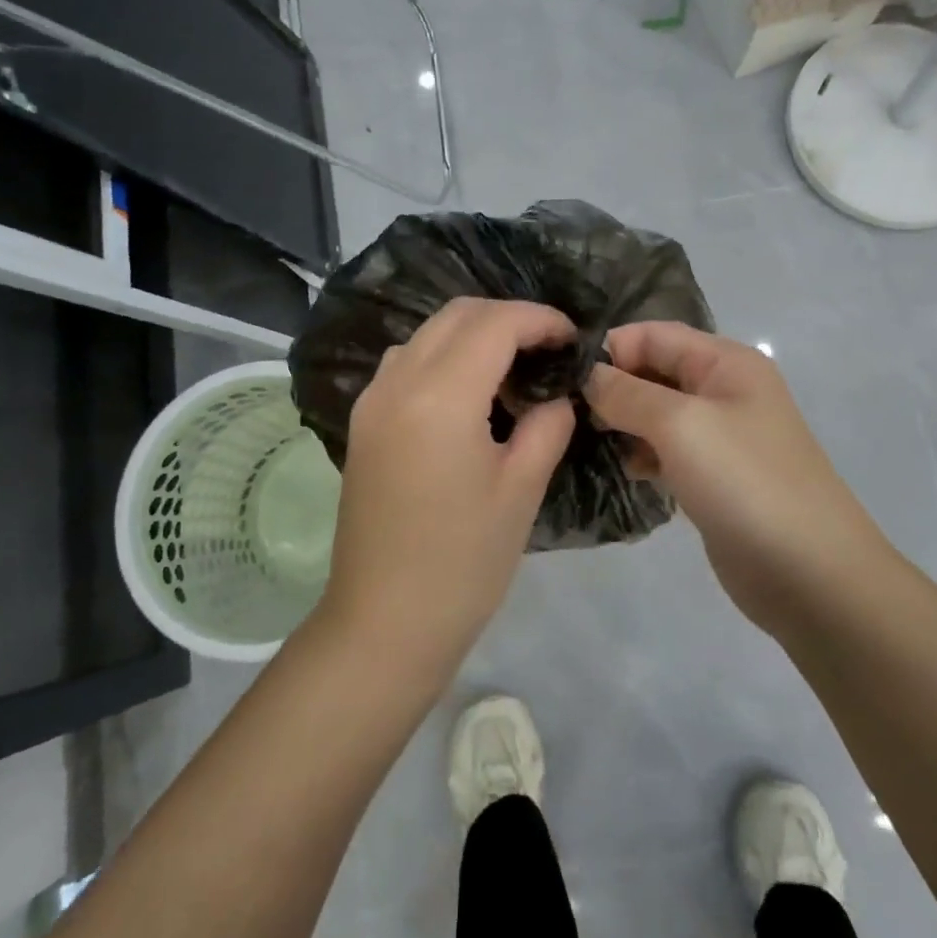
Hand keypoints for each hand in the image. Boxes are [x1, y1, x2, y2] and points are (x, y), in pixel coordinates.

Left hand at [320, 297, 576, 670]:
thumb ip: (547, 425)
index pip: (495, 323)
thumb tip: (557, 397)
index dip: (540, 319)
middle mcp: (397, 382)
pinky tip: (470, 396)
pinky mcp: (363, 423)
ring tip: (513, 371)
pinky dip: (444, 358)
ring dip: (473, 335)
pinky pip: (406, 364)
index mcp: (440, 396)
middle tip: (548, 350)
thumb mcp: (522, 489)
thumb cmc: (464, 562)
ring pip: (427, 334)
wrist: (384, 622)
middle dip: (508, 318)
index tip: (573, 339)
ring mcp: (372, 401)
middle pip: (457, 315)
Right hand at [584, 322, 882, 634]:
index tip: (565, 380)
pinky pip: (666, 450)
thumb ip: (627, 393)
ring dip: (623, 423)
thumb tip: (587, 374)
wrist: (809, 573)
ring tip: (592, 444)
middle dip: (613, 387)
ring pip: (656, 414)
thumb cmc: (745, 482)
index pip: (654, 334)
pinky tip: (627, 471)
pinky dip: (643, 455)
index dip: (611, 350)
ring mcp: (720, 436)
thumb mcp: (680, 425)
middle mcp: (723, 390)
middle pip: (654, 371)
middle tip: (569, 415)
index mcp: (725, 362)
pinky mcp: (713, 477)